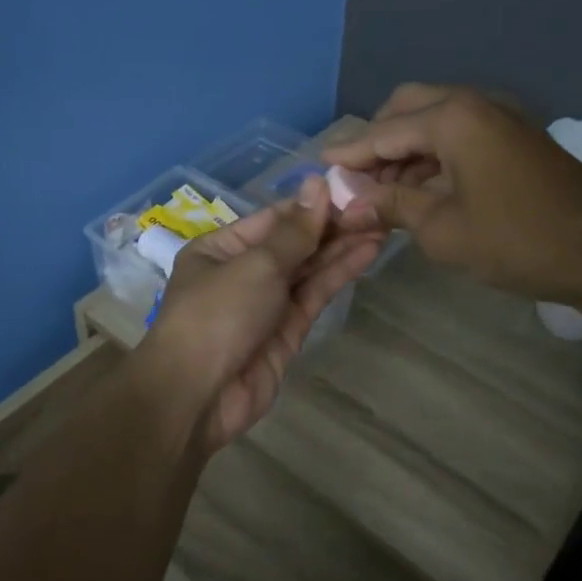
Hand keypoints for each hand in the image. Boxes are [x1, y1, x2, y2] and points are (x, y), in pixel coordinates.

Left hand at [140, 176, 381, 450]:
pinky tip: (367, 252)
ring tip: (382, 223)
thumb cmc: (217, 315)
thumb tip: (318, 184)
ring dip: (341, 247)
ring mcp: (266, 303)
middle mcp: (242, 271)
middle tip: (377, 207)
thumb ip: (295, 231)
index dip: (312, 205)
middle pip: (293, 243)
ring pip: (308, 269)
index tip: (352, 189)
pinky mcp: (287, 331)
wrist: (199, 396)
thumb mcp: (256, 265)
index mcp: (221, 248)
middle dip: (332, 226)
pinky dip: (338, 274)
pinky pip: (314, 295)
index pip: (274, 219)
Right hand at [324, 84, 581, 302]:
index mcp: (452, 118)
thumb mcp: (442, 229)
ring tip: (385, 191)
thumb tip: (349, 203)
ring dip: (406, 148)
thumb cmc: (516, 240)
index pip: (383, 132)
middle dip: (378, 140)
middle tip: (358, 178)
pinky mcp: (515, 135)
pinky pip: (460, 132)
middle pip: (408, 108)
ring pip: (435, 119)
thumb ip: (391, 206)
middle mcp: (474, 103)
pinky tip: (423, 188)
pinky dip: (434, 154)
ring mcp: (499, 116)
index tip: (319, 169)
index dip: (349, 154)